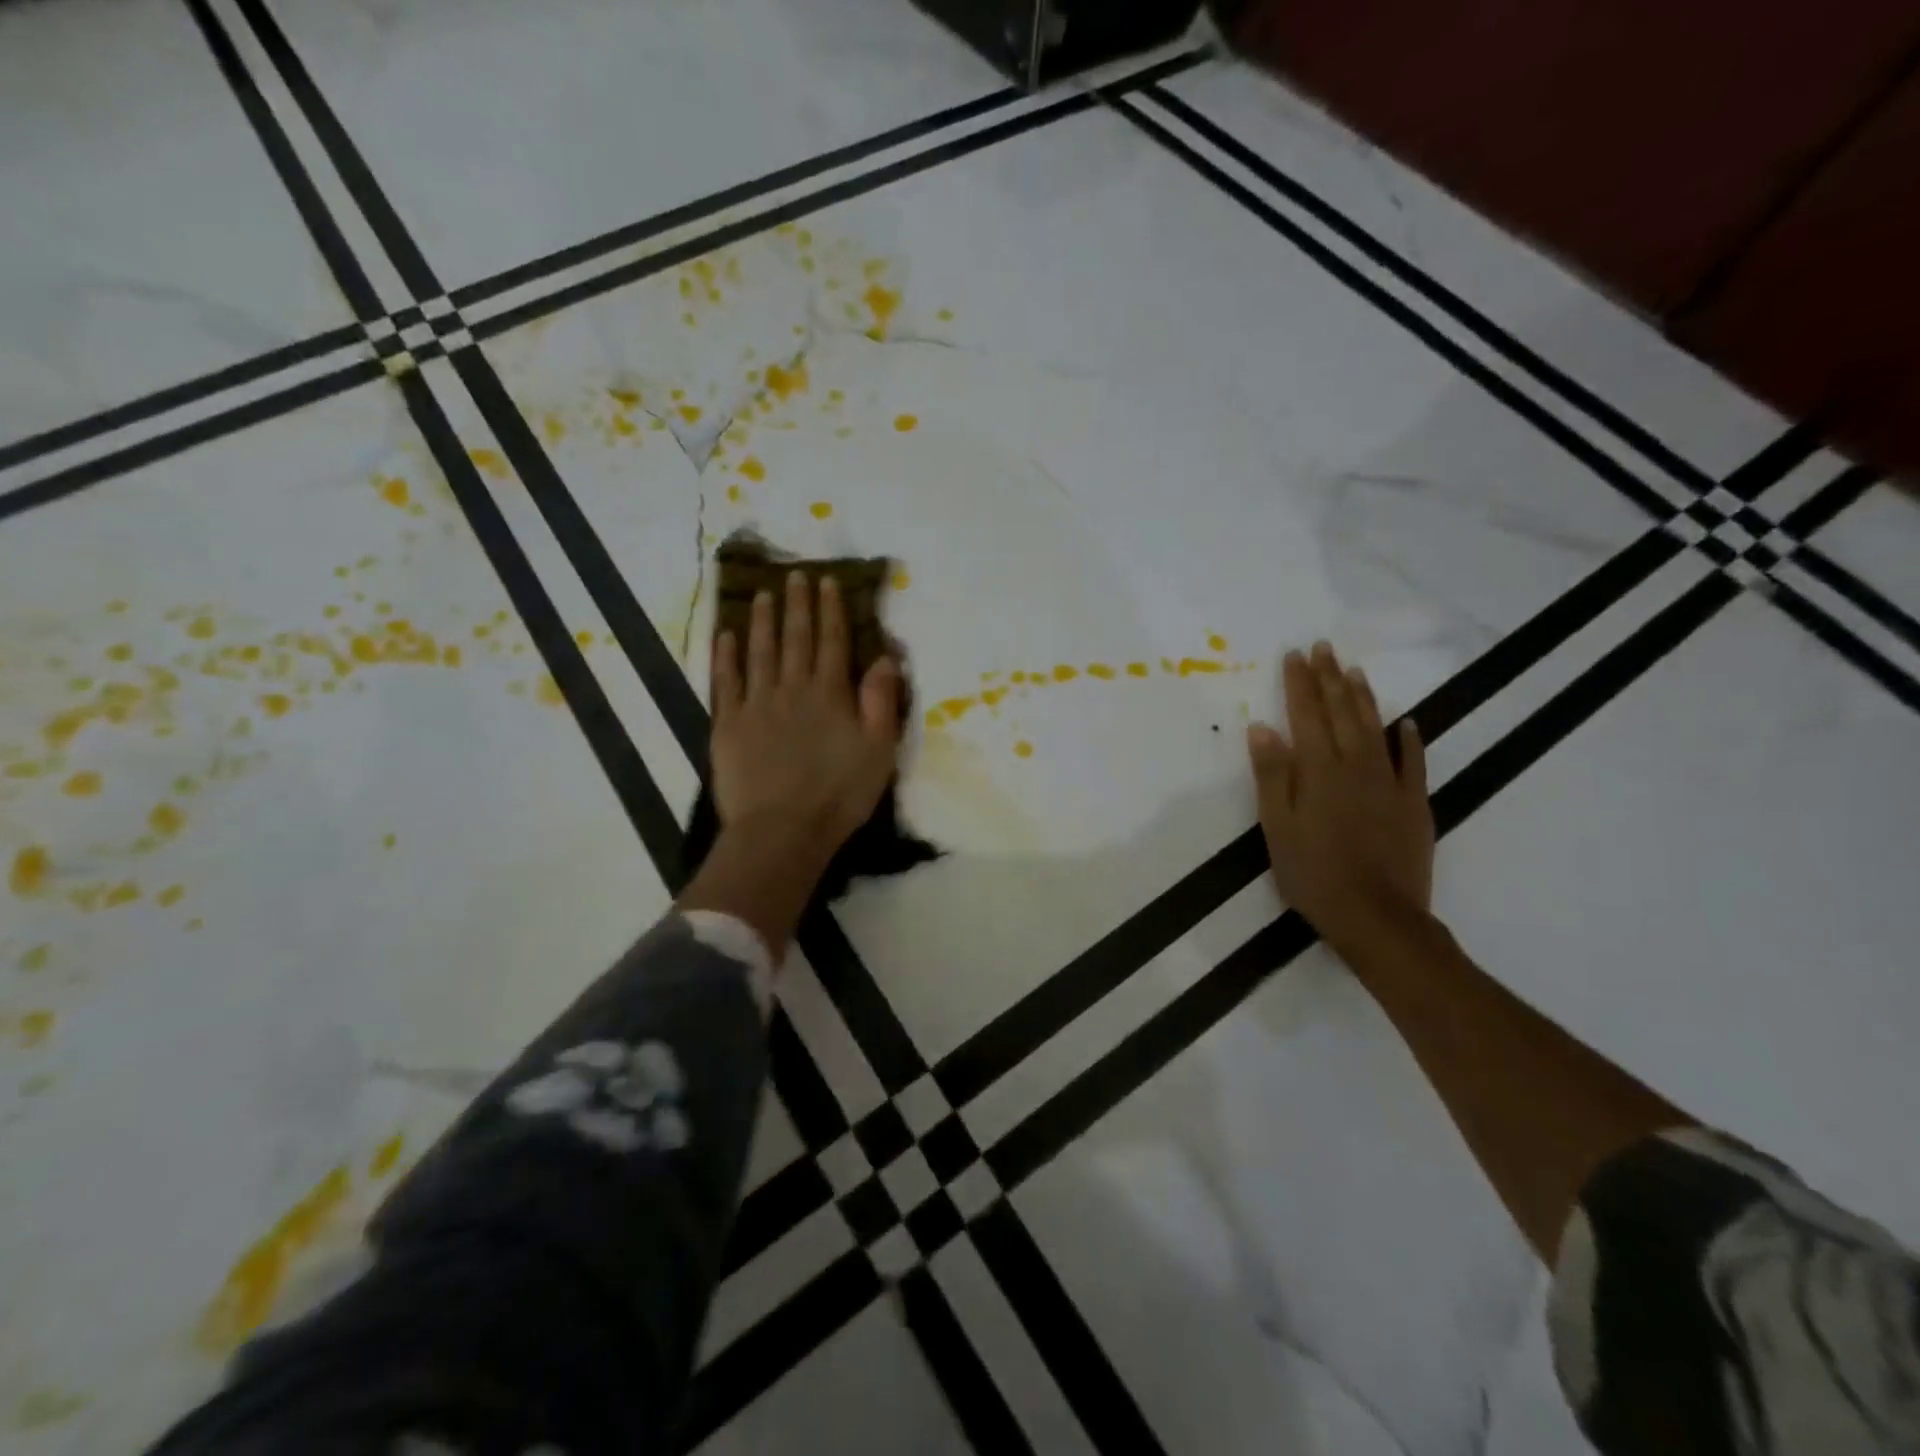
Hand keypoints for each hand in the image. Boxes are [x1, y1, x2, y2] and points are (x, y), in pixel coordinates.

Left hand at [710, 570, 901, 864]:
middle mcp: (793, 688)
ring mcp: (756, 704)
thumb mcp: (879, 750)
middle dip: (798, 605)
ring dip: (763, 621)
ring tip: (764, 594)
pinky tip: (727, 636)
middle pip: (796, 638)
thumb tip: (885, 656)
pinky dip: (726, 656)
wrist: (782, 830)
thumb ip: (881, 701)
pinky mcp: (728, 724)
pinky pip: (726, 681)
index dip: (831, 610)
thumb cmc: (839, 794)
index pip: (832, 641)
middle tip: (796, 575)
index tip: (828, 581)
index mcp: (831, 694)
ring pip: (760, 652)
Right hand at [1247, 641, 1432, 954]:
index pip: (1306, 715)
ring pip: (1376, 728)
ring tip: (1354, 670)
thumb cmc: (1314, 873)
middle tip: (1324, 647)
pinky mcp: (1414, 804)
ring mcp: (1391, 783)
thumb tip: (1263, 727)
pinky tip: (1405, 722)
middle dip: (1330, 678)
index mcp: (1318, 771)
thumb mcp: (1277, 826)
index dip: (1300, 683)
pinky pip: (1413, 762)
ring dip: (1364, 697)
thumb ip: (1272, 775)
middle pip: (1342, 712)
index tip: (1295, 654)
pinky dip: (1408, 739)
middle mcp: (1356, 766)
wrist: (1377, 916)